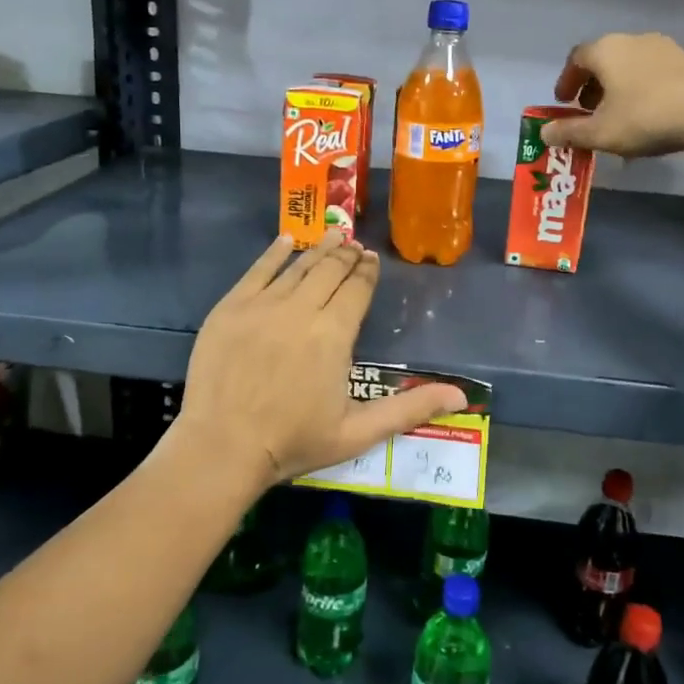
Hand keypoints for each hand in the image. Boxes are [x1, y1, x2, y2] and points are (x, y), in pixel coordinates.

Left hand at [175, 232, 467, 489]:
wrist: (222, 447)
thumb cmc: (293, 442)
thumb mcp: (358, 432)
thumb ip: (409, 408)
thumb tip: (462, 394)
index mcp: (334, 335)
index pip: (356, 290)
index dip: (366, 272)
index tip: (371, 260)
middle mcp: (301, 310)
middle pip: (329, 272)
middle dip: (346, 256)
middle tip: (355, 245)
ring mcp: (262, 305)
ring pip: (297, 267)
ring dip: (318, 249)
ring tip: (333, 236)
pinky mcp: (230, 308)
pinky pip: (257, 271)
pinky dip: (274, 254)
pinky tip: (286, 241)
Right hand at [542, 32, 683, 157]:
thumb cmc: (646, 118)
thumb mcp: (601, 133)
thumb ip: (570, 132)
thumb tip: (545, 133)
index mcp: (606, 51)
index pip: (576, 58)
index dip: (566, 81)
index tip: (563, 103)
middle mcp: (632, 40)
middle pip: (603, 59)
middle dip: (591, 86)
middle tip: (588, 112)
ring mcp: (663, 48)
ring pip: (629, 66)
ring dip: (616, 88)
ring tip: (617, 116)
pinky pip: (651, 73)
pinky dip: (640, 90)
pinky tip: (646, 116)